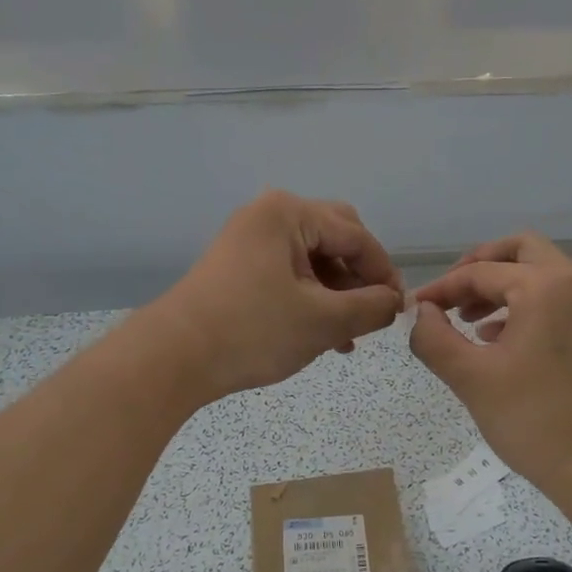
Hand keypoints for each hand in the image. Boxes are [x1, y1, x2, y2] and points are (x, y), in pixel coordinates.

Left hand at [148, 191, 403, 401]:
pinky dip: (310, 298)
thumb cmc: (253, 331)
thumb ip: (371, 307)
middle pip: (334, 238)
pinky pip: (289, 273)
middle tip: (372, 313)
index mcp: (289, 213)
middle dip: (358, 278)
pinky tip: (323, 334)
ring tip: (349, 336)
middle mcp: (268, 215)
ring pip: (312, 259)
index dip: (383, 273)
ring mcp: (249, 240)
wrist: (173, 358)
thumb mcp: (323, 321)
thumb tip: (394, 302)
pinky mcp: (237, 266)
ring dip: (336, 293)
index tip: (398, 309)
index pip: (356, 236)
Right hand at [409, 233, 571, 503]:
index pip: (480, 272)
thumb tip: (422, 312)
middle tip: (451, 296)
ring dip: (503, 285)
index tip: (416, 308)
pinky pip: (559, 296)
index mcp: (544, 285)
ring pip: (542, 271)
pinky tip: (500, 339)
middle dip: (479, 268)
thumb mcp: (470, 378)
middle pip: (520, 251)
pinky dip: (527, 303)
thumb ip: (433, 337)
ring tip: (469, 320)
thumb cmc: (535, 421)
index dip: (442, 288)